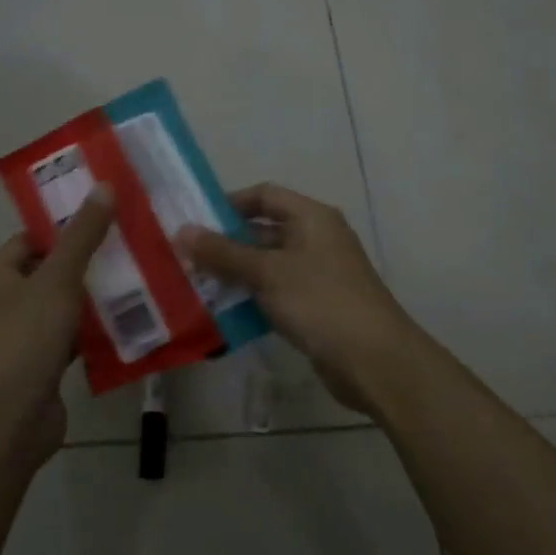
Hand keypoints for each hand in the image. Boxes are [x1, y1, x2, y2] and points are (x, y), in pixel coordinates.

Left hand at [0, 187, 116, 462]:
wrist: (8, 420)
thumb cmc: (24, 339)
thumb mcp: (57, 279)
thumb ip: (82, 236)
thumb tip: (104, 186)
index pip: (30, 240)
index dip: (63, 227)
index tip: (104, 217)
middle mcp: (6, 305)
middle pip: (50, 274)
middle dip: (88, 263)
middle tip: (131, 247)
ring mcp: (25, 340)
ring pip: (65, 309)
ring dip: (96, 300)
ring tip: (140, 280)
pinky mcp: (44, 369)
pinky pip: (74, 341)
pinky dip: (96, 334)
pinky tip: (130, 325)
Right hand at [178, 183, 418, 416]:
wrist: (373, 359)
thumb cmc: (320, 301)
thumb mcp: (267, 272)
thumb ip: (223, 252)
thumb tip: (182, 231)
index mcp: (312, 217)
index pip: (265, 195)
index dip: (230, 203)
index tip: (195, 220)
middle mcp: (317, 239)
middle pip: (264, 231)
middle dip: (226, 244)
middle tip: (186, 258)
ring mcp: (318, 274)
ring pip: (267, 265)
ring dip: (235, 274)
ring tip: (196, 285)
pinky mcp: (316, 306)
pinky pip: (276, 293)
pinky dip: (252, 298)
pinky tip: (223, 312)